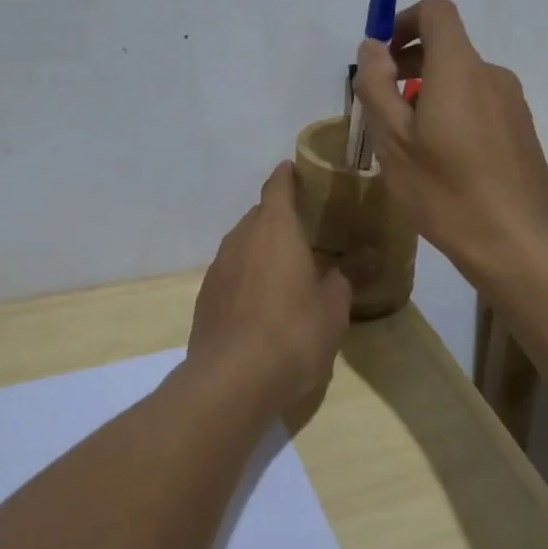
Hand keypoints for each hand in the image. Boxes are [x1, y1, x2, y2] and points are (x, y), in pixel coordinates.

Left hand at [187, 161, 351, 416]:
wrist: (232, 380)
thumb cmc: (292, 333)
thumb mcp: (332, 310)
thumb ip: (340, 282)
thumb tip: (341, 271)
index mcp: (274, 229)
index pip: (278, 186)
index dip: (287, 175)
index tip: (295, 168)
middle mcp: (241, 238)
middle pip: (259, 215)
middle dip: (279, 219)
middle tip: (305, 232)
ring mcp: (218, 267)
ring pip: (243, 244)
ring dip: (262, 249)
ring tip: (285, 269)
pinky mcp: (205, 296)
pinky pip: (231, 273)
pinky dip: (247, 276)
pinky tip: (262, 303)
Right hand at [353, 0, 547, 281]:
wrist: (518, 245)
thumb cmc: (446, 191)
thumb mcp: (394, 141)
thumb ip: (376, 85)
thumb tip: (372, 47)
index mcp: (460, 69)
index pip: (436, 12)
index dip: (403, 20)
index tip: (381, 57)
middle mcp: (492, 75)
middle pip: (447, 46)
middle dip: (408, 63)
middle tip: (381, 106)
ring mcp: (512, 103)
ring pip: (461, 78)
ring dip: (428, 91)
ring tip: (408, 140)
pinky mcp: (522, 129)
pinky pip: (480, 102)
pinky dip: (453, 110)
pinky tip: (442, 159)